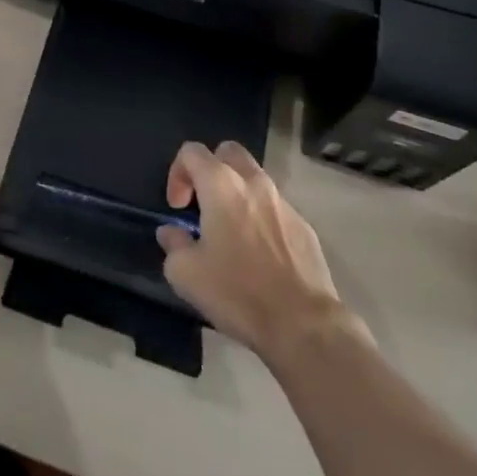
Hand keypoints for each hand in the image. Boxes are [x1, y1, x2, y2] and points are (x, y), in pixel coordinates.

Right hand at [157, 141, 362, 362]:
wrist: (303, 324)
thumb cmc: (238, 292)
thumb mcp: (186, 274)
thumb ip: (173, 244)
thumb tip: (171, 233)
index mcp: (221, 184)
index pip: (191, 151)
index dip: (177, 173)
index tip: (178, 208)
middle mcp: (253, 182)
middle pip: (228, 152)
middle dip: (211, 170)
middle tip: (204, 204)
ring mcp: (283, 202)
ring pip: (255, 179)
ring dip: (238, 194)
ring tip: (232, 232)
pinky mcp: (305, 226)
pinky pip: (276, 209)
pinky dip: (262, 219)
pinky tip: (260, 255)